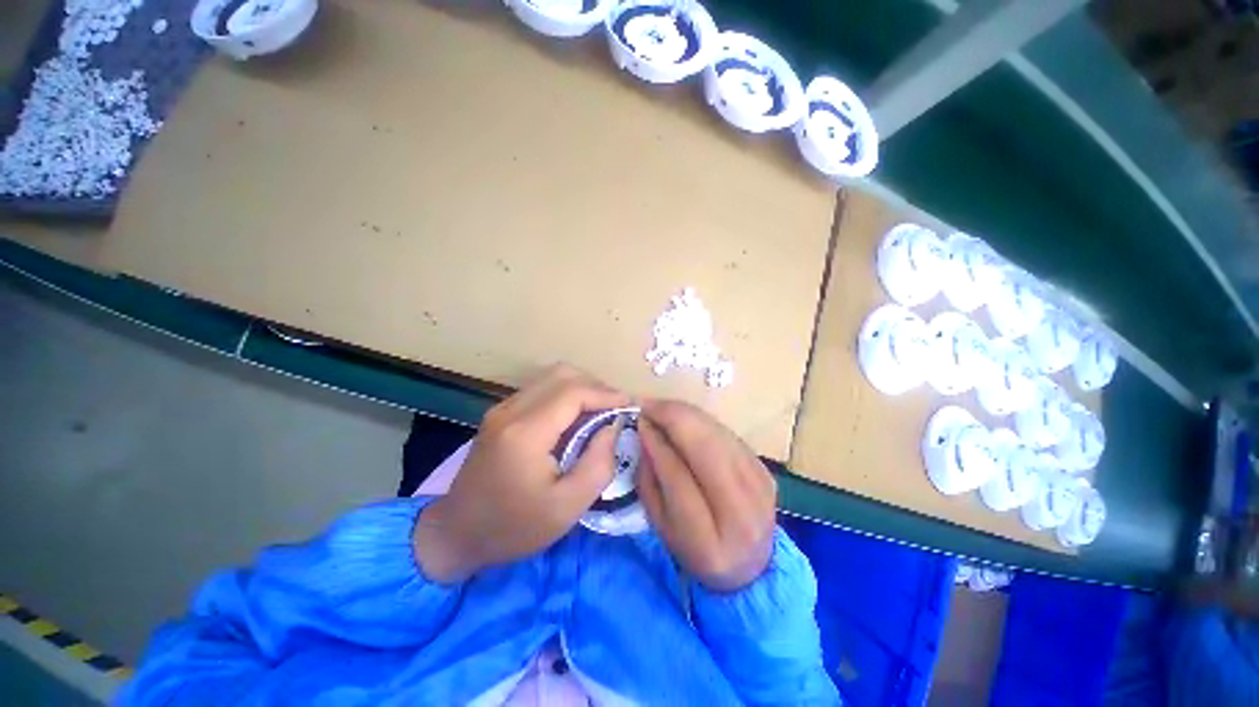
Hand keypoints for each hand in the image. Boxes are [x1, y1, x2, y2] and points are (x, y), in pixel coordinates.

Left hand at [413, 365, 628, 583]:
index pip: (573, 392)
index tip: (629, 405)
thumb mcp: (567, 508)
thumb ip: (598, 464)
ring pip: (551, 377)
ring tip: (600, 411)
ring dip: (581, 388)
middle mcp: (511, 410)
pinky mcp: (501, 413)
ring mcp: (502, 408)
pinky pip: (540, 389)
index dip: (605, 393)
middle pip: (562, 374)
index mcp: (525, 433)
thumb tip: (612, 427)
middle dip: (596, 386)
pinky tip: (575, 417)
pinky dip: (565, 394)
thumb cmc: (514, 528)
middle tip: (615, 409)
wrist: (456, 535)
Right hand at [636, 400, 776, 591]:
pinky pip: (728, 434)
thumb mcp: (660, 526)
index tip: (640, 422)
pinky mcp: (765, 470)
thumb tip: (646, 433)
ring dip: (687, 414)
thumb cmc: (694, 549)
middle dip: (674, 418)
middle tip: (649, 405)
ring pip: (719, 435)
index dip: (657, 444)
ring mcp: (760, 488)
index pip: (679, 478)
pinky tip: (685, 419)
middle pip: (706, 449)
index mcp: (708, 543)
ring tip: (663, 408)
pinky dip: (703, 422)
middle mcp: (741, 514)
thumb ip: (649, 481)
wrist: (749, 565)